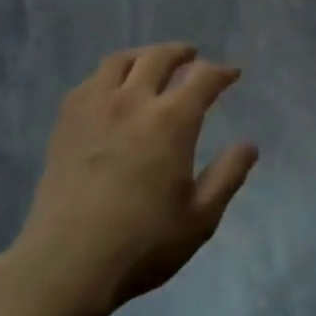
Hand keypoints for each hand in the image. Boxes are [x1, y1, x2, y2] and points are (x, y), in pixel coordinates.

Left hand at [13, 45, 258, 315]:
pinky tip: (111, 91)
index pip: (202, 78)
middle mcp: (133, 101)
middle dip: (181, 53)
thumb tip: (249, 145)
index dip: (221, 72)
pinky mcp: (66, 121)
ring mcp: (94, 107)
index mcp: (171, 121)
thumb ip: (228, 176)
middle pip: (159, 57)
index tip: (231, 74)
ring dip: (143, 56)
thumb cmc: (143, 243)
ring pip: (120, 61)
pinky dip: (109, 76)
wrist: (68, 262)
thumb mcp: (200, 218)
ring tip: (151, 64)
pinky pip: (90, 82)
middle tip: (192, 57)